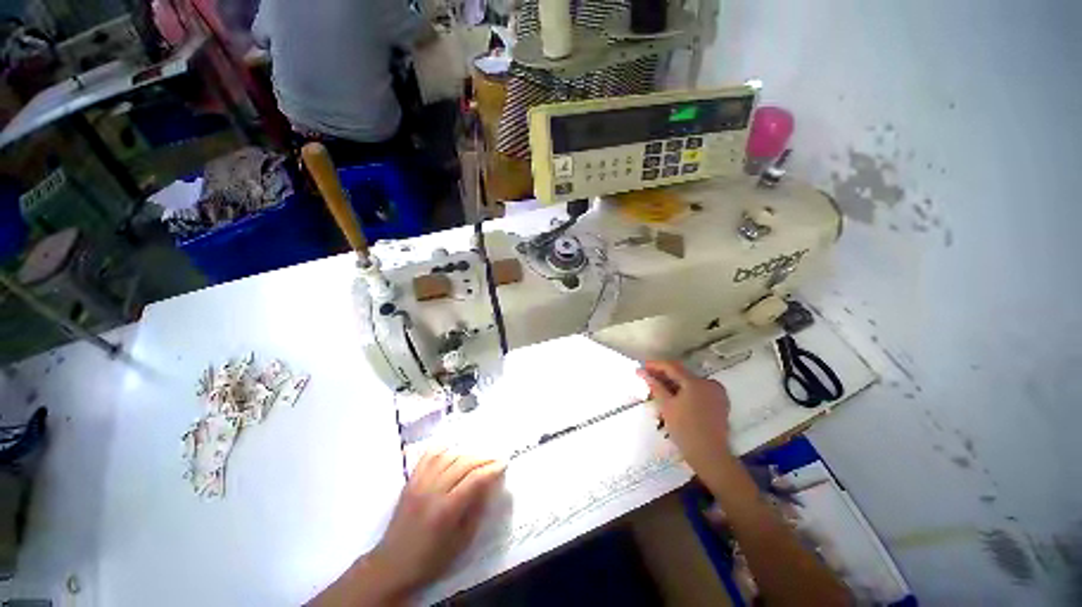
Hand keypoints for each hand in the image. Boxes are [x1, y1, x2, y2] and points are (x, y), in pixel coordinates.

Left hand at [367, 449, 505, 599]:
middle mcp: (433, 490)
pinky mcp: (411, 481)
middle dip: (482, 459)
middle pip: (463, 463)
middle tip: (495, 459)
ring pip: (448, 456)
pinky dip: (442, 449)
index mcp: (446, 509)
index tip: (504, 464)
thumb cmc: (431, 559)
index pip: (474, 479)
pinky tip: (452, 450)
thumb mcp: (461, 542)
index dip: (492, 469)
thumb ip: (476, 511)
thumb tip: (489, 486)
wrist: (392, 565)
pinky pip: (428, 457)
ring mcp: (420, 483)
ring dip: (466, 454)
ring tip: (477, 457)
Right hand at [637, 361, 732, 472]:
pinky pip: (699, 391)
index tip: (642, 366)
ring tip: (658, 388)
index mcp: (696, 382)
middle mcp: (709, 383)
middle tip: (647, 377)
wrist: (710, 455)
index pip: (672, 366)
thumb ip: (655, 386)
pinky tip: (674, 396)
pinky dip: (685, 391)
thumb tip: (642, 372)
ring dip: (674, 383)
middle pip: (682, 374)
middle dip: (664, 375)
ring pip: (690, 382)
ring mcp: (716, 393)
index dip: (656, 365)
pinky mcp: (719, 403)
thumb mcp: (666, 406)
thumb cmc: (685, 429)